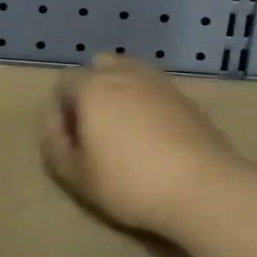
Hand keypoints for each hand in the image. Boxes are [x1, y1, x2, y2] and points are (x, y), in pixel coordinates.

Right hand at [39, 53, 250, 238]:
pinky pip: (153, 90)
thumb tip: (54, 132)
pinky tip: (151, 136)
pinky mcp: (184, 96)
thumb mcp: (77, 177)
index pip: (63, 83)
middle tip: (93, 132)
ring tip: (122, 131)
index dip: (58, 112)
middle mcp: (124, 73)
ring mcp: (158, 81)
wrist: (202, 186)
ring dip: (118, 95)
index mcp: (93, 86)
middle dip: (89, 94)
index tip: (67, 143)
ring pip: (128, 75)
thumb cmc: (130, 181)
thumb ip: (55, 150)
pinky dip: (144, 103)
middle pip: (97, 70)